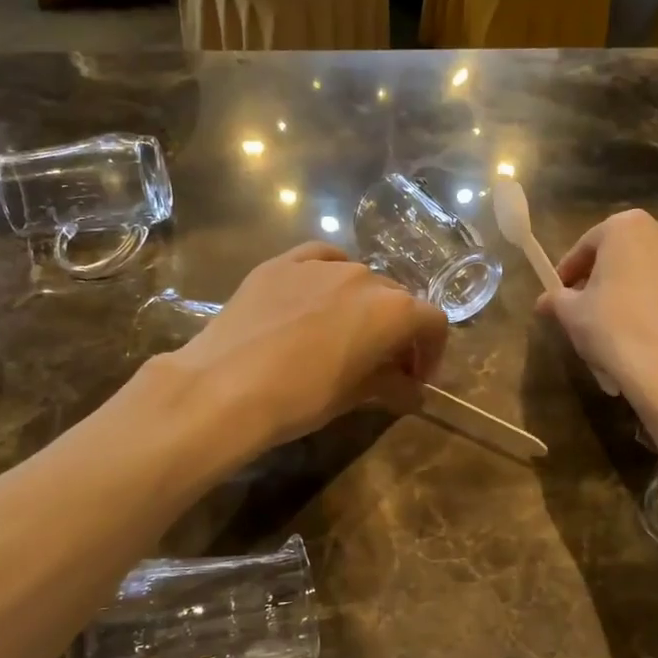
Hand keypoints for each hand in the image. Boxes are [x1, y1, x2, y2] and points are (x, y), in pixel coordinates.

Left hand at [173, 243, 448, 450]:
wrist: (225, 387)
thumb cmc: (302, 398)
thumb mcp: (355, 396)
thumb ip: (393, 386)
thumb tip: (412, 391)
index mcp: (393, 310)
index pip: (432, 322)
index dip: (431, 352)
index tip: (416, 378)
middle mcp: (364, 276)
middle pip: (397, 298)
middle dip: (398, 330)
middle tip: (383, 363)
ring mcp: (319, 264)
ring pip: (358, 278)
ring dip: (363, 305)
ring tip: (344, 334)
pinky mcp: (280, 263)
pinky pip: (319, 260)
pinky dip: (328, 278)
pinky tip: (316, 298)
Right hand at [533, 210, 657, 403]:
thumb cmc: (614, 328)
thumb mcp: (572, 314)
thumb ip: (558, 300)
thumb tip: (546, 301)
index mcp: (629, 227)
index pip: (589, 244)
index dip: (570, 270)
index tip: (559, 292)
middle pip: (627, 254)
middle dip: (607, 278)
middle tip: (590, 308)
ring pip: (656, 274)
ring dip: (638, 292)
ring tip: (623, 327)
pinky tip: (651, 337)